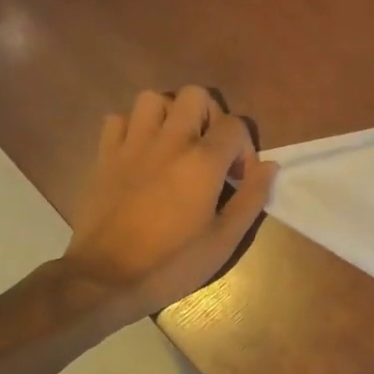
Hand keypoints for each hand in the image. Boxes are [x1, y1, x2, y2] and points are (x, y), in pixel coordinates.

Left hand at [62, 86, 276, 319]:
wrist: (104, 279)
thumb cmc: (172, 263)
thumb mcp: (224, 240)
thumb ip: (252, 197)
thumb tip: (270, 165)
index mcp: (202, 161)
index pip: (235, 124)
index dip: (244, 147)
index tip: (238, 178)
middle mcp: (169, 141)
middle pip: (194, 95)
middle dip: (209, 115)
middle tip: (209, 149)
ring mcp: (132, 145)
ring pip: (153, 98)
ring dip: (169, 114)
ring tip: (174, 143)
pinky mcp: (104, 155)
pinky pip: (117, 119)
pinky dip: (132, 128)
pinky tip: (140, 152)